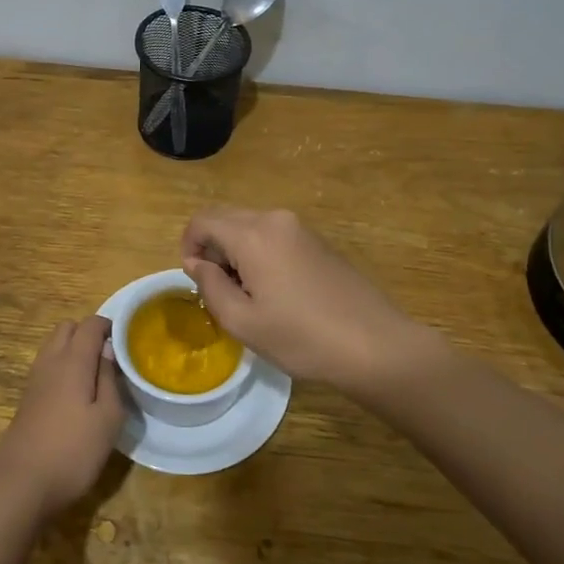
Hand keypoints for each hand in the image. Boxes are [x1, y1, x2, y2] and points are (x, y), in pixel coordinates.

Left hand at [0, 316, 126, 518]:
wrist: (20, 484)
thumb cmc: (73, 451)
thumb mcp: (107, 418)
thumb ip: (109, 379)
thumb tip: (109, 350)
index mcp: (73, 360)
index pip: (90, 324)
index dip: (109, 326)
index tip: (127, 341)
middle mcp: (50, 361)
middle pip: (67, 328)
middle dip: (88, 333)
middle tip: (110, 357)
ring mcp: (34, 379)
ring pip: (54, 346)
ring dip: (73, 349)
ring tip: (95, 375)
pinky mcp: (27, 398)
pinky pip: (47, 366)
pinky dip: (62, 366)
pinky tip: (76, 394)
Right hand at [181, 207, 441, 395]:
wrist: (375, 345)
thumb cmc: (302, 337)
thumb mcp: (242, 321)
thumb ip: (210, 286)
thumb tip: (197, 263)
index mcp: (253, 234)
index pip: (202, 220)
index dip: (188, 246)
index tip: (195, 280)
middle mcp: (275, 220)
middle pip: (225, 218)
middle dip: (212, 248)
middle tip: (219, 290)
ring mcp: (301, 229)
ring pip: (250, 226)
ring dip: (235, 251)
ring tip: (247, 295)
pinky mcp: (318, 242)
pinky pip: (273, 236)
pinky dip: (259, 253)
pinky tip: (275, 292)